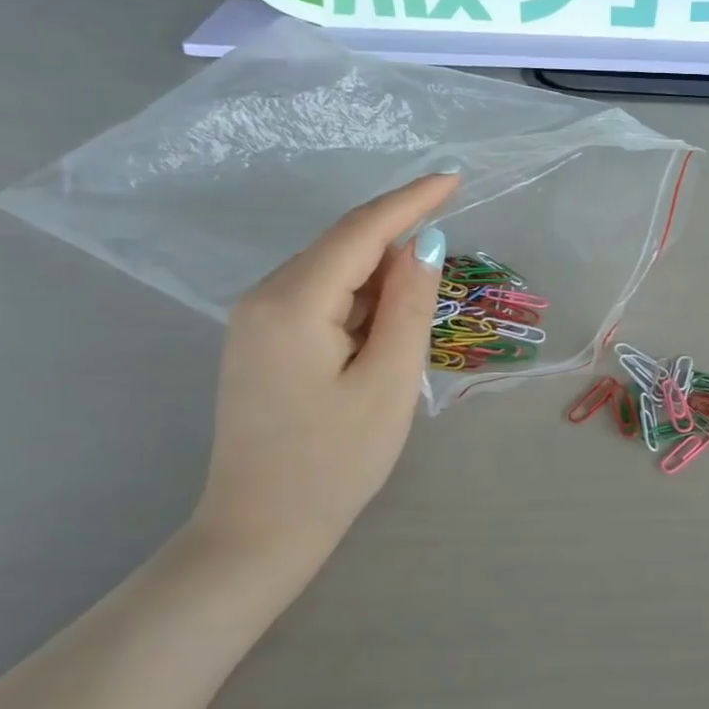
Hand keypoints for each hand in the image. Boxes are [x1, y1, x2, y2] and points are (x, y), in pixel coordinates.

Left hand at [189, 172, 458, 568]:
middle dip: (398, 242)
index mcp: (293, 304)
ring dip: (381, 277)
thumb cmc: (335, 462)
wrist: (260, 530)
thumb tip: (424, 243)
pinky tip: (383, 327)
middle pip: (342, 247)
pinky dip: (359, 300)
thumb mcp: (389, 382)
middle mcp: (263, 298)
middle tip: (449, 258)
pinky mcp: (259, 342)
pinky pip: (318, 299)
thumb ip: (409, 306)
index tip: (454, 178)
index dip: (411, 201)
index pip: (360, 232)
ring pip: (331, 273)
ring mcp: (254, 320)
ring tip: (420, 310)